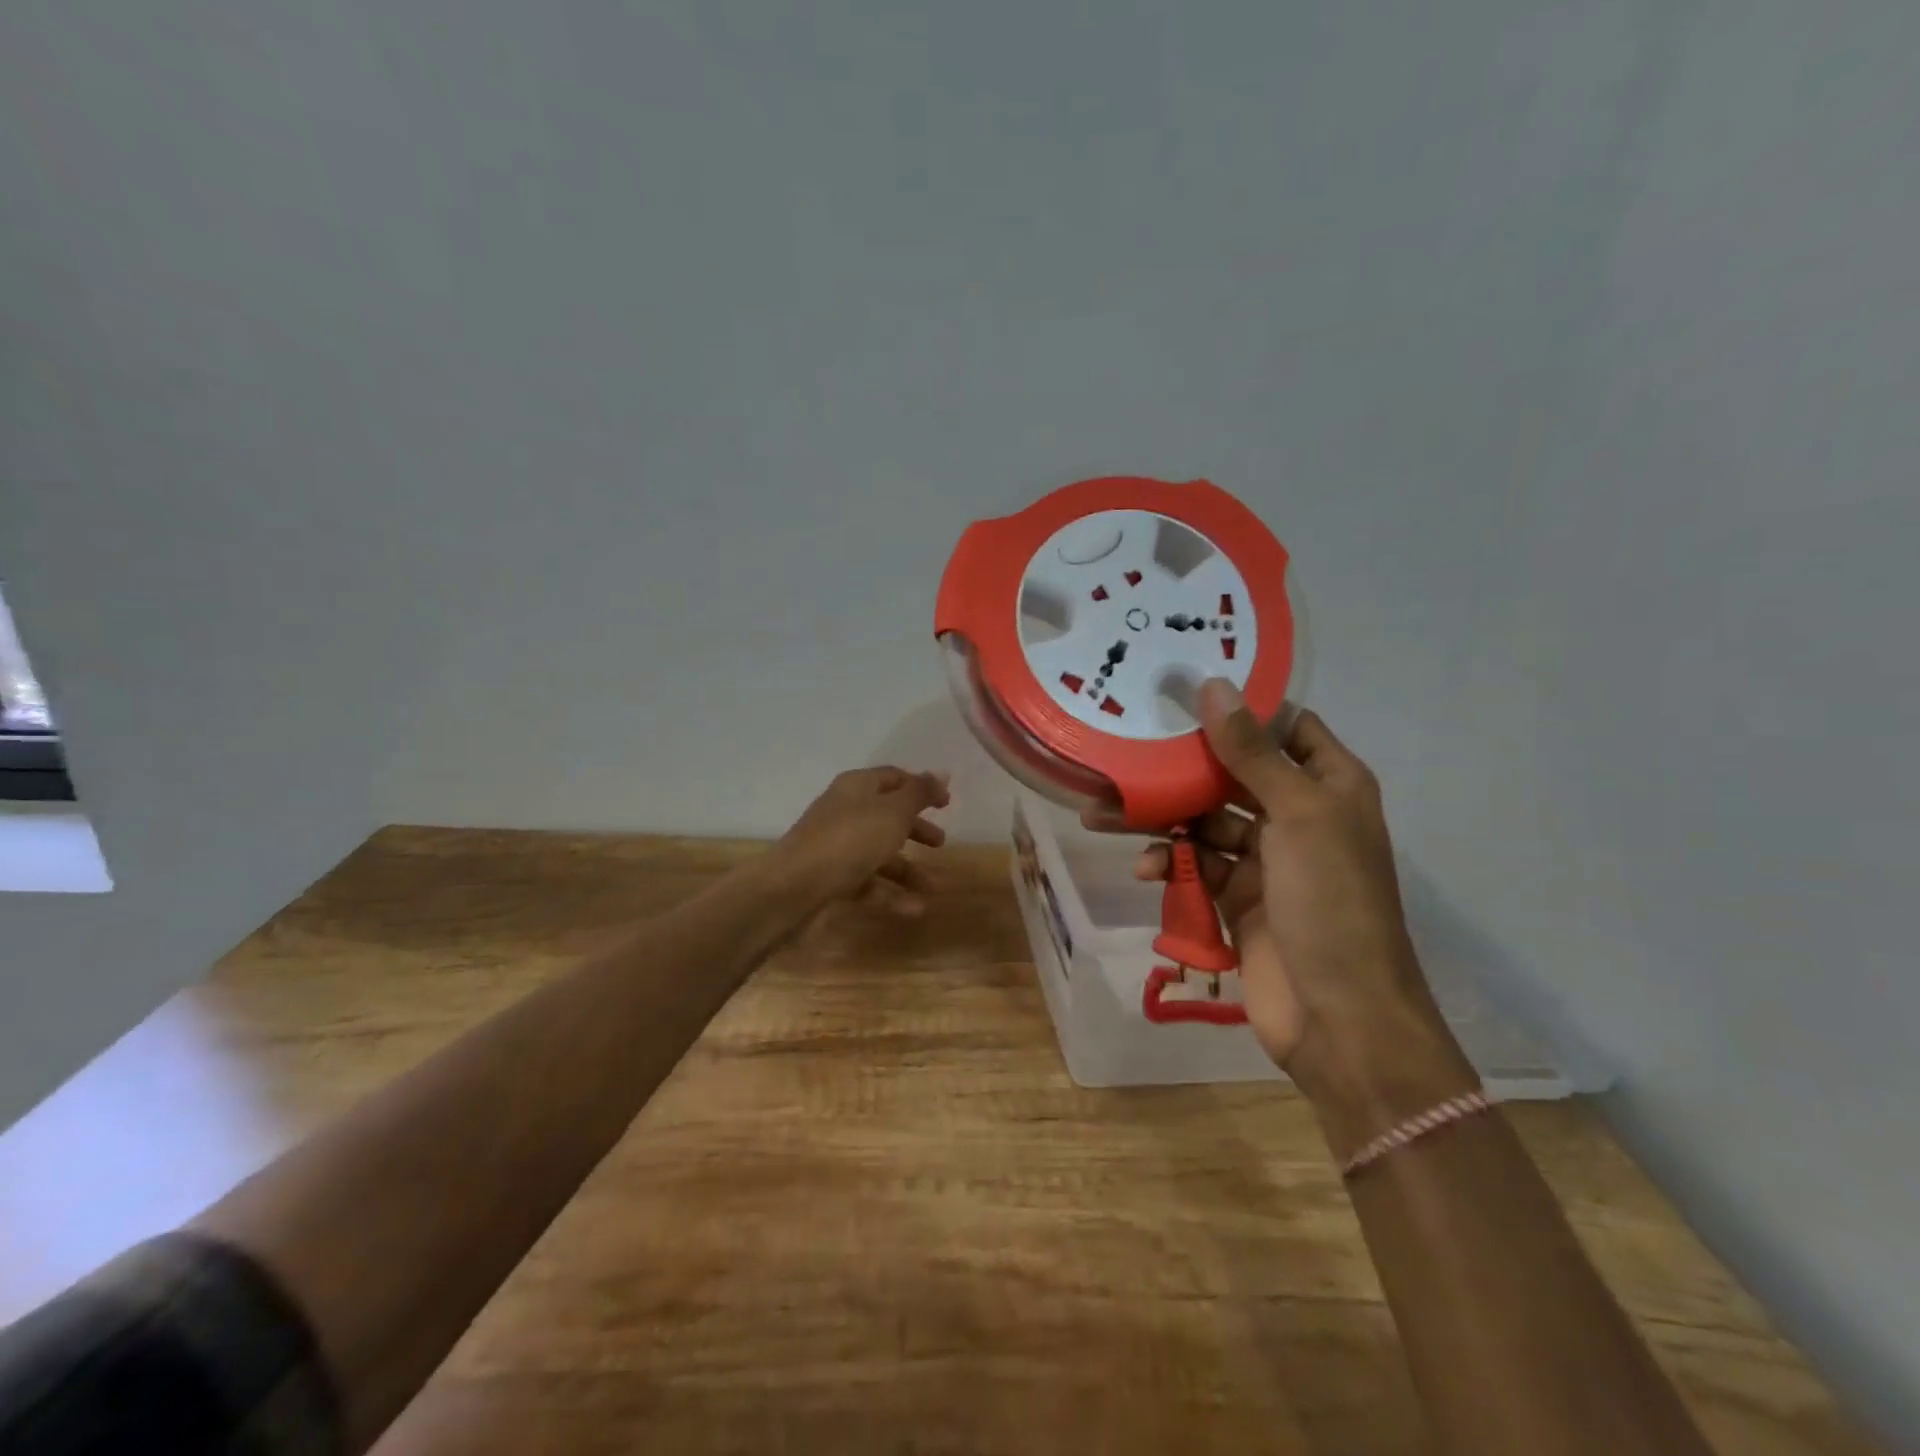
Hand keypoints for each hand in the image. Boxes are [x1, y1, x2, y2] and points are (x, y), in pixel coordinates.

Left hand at [776, 766, 950, 915]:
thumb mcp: (893, 812)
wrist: (792, 889)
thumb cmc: (849, 840)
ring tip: (933, 887)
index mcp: (857, 787)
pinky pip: (867, 882)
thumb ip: (919, 793)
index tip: (946, 803)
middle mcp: (845, 812)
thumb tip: (942, 772)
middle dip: (915, 829)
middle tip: (941, 842)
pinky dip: (891, 894)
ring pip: (879, 853)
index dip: (921, 787)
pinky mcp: (831, 879)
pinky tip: (915, 909)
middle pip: (886, 816)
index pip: (893, 778)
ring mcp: (836, 847)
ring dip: (908, 869)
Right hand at [1086, 683, 1474, 1120]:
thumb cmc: (1330, 901)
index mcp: (1330, 785)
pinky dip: (1170, 865)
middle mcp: (1299, 814)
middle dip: (1180, 768)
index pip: (1285, 728)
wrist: (1340, 1016)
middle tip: (1124, 752)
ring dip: (1160, 820)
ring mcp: (1267, 859)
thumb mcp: (1297, 815)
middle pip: (1232, 775)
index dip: (1241, 709)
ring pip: (1204, 822)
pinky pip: (1196, 866)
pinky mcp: (1237, 898)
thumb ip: (1251, 753)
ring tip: (1103, 815)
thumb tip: (1214, 685)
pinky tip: (1146, 869)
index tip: (1182, 691)